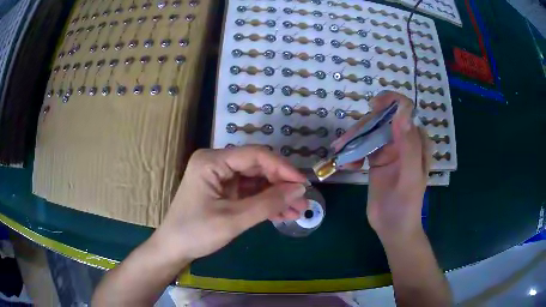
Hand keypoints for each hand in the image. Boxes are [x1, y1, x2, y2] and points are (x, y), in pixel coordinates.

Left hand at [153, 146, 308, 260]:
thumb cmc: (196, 233)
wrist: (174, 249)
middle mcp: (216, 163)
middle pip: (257, 167)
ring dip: (277, 196)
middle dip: (281, 185)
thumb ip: (268, 203)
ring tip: (298, 211)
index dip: (282, 168)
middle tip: (303, 201)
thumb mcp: (233, 220)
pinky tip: (283, 214)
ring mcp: (220, 177)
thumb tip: (300, 190)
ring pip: (256, 181)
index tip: (303, 184)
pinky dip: (265, 203)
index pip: (255, 155)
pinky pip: (250, 192)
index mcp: (212, 161)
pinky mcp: (223, 191)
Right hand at [331, 91, 429, 238]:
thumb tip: (402, 112)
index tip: (372, 107)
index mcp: (417, 141)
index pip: (406, 110)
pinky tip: (348, 165)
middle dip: (363, 128)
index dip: (390, 102)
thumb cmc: (405, 206)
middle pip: (382, 120)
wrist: (393, 228)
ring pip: (369, 131)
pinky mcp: (376, 158)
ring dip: (353, 140)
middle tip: (344, 144)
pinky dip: (352, 151)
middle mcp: (403, 140)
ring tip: (340, 154)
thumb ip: (409, 146)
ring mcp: (389, 149)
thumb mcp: (409, 177)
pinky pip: (362, 146)